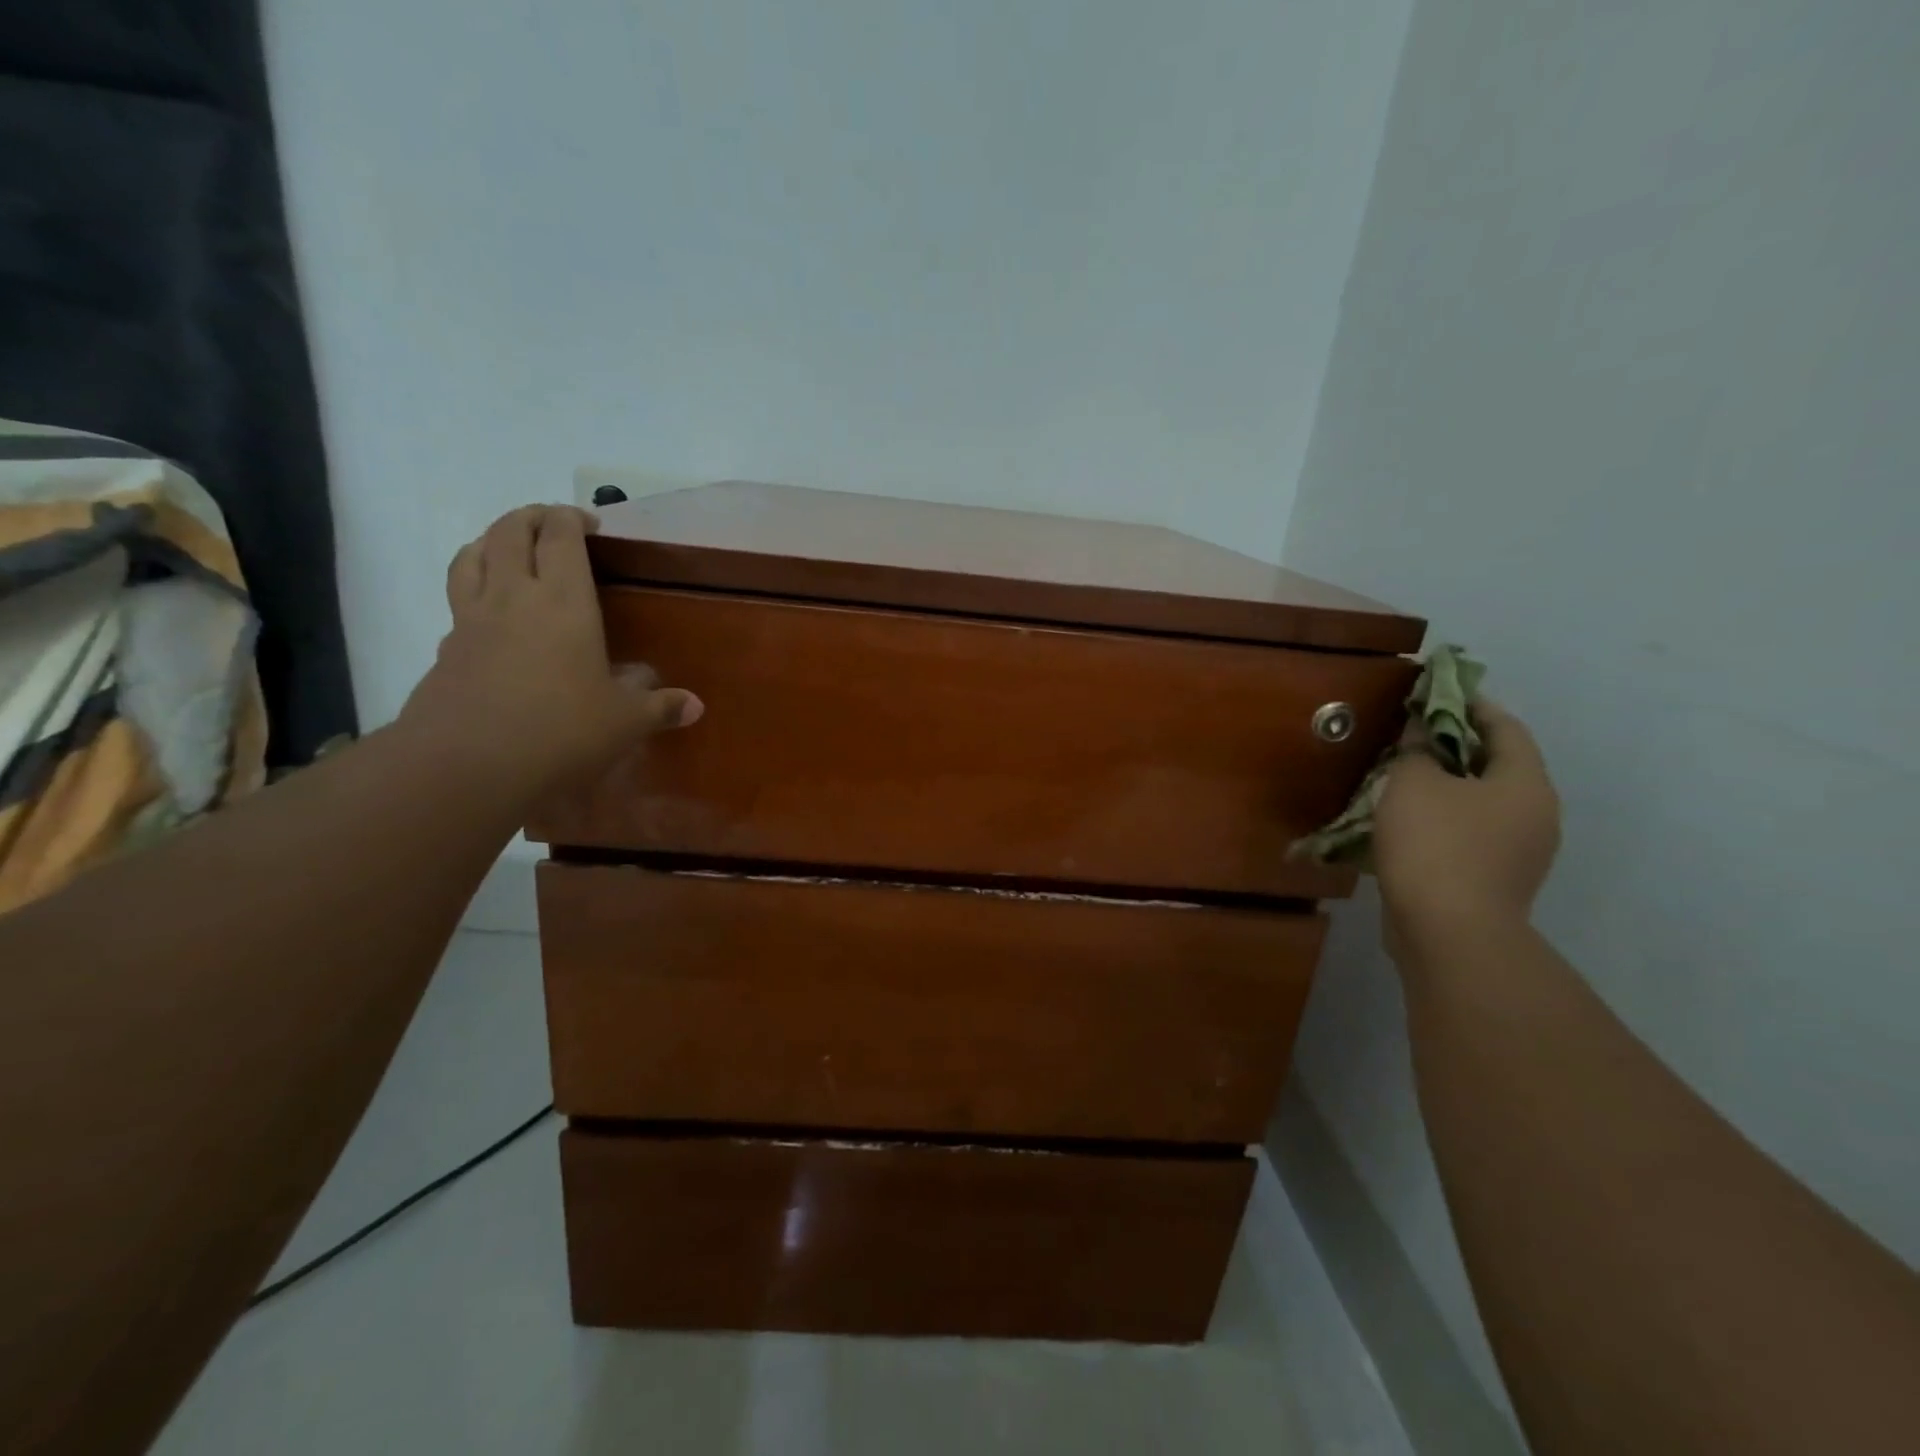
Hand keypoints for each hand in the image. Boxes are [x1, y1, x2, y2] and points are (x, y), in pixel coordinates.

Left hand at [399, 505, 701, 797]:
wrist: (468, 765)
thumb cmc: (561, 731)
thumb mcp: (625, 723)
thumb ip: (660, 708)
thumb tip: (696, 706)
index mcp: (564, 602)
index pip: (561, 536)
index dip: (571, 518)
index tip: (588, 522)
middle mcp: (514, 596)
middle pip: (510, 531)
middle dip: (531, 517)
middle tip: (552, 524)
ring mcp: (472, 619)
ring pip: (472, 555)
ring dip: (492, 539)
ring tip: (510, 546)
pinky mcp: (446, 648)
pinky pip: (458, 599)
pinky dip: (473, 586)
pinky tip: (491, 612)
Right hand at [1374, 700, 1559, 958]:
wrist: (1448, 932)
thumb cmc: (1436, 844)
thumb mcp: (1414, 783)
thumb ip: (1418, 750)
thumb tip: (1422, 731)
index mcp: (1526, 784)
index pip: (1506, 728)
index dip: (1472, 705)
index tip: (1439, 691)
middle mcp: (1535, 815)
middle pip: (1498, 766)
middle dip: (1456, 747)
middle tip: (1415, 734)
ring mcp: (1519, 853)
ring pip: (1482, 803)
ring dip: (1448, 786)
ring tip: (1405, 776)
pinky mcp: (1494, 881)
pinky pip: (1470, 834)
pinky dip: (1444, 819)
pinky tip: (1407, 821)